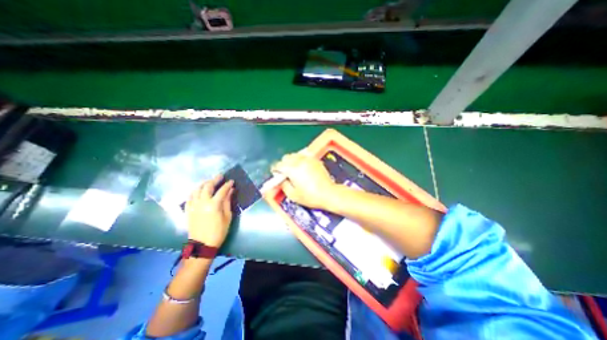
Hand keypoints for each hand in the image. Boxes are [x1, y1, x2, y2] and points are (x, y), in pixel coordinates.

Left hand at [185, 175, 234, 246]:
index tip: (232, 181)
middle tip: (220, 176)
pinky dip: (195, 191)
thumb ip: (228, 202)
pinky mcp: (188, 210)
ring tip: (209, 182)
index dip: (227, 185)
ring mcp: (193, 206)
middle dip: (214, 180)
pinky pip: (189, 197)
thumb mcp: (227, 216)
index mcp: (213, 205)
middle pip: (207, 186)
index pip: (222, 190)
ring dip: (204, 183)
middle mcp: (202, 202)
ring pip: (196, 190)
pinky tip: (198, 191)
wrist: (202, 245)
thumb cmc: (219, 231)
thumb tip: (230, 190)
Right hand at [274, 152, 338, 208]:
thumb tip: (280, 179)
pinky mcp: (315, 160)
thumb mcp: (293, 195)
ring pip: (295, 155)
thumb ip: (283, 185)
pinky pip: (304, 155)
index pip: (278, 165)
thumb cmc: (310, 197)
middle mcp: (299, 161)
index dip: (275, 170)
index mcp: (292, 169)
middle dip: (283, 164)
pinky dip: (300, 159)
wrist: (328, 193)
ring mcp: (308, 159)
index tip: (276, 174)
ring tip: (294, 169)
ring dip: (291, 160)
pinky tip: (303, 167)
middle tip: (285, 173)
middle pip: (286, 157)